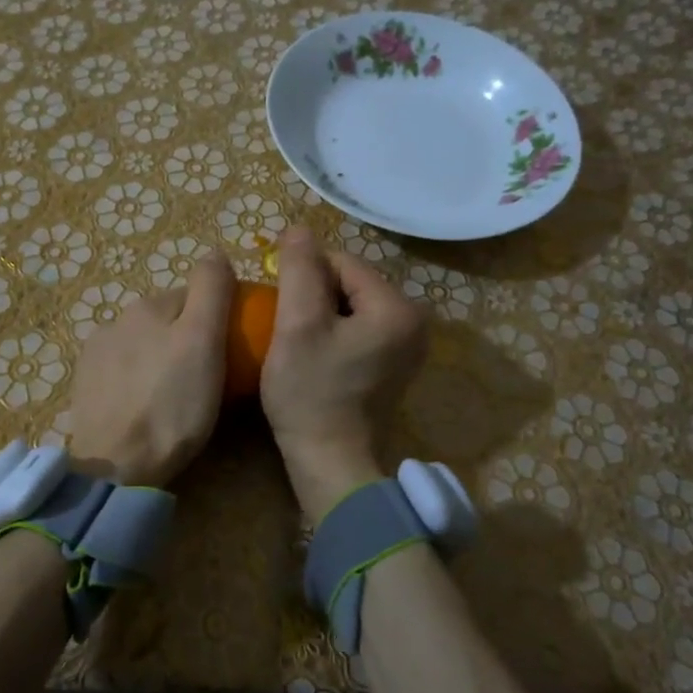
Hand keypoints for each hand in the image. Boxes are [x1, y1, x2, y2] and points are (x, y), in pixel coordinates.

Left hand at [66, 256, 235, 488]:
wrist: (116, 466)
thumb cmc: (173, 405)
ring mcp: (95, 352)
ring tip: (175, 397)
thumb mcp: (204, 341)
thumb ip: (211, 289)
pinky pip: (122, 370)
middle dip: (186, 339)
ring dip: (160, 358)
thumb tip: (215, 252)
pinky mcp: (84, 384)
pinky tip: (145, 406)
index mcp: (149, 305)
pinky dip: (137, 379)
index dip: (217, 320)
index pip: (195, 296)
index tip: (229, 352)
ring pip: (144, 344)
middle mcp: (117, 318)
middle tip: (207, 379)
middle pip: (168, 320)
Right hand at [260, 227, 427, 526]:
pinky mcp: (393, 365)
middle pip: (349, 283)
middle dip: (313, 295)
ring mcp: (406, 346)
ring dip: (320, 314)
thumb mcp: (297, 325)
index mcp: (396, 308)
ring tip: (295, 341)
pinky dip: (333, 333)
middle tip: (285, 326)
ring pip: (351, 306)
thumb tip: (299, 229)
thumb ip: (299, 270)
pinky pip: (358, 329)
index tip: (278, 306)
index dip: (303, 275)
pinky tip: (313, 355)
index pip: (341, 262)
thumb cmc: (311, 393)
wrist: (330, 463)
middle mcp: (413, 322)